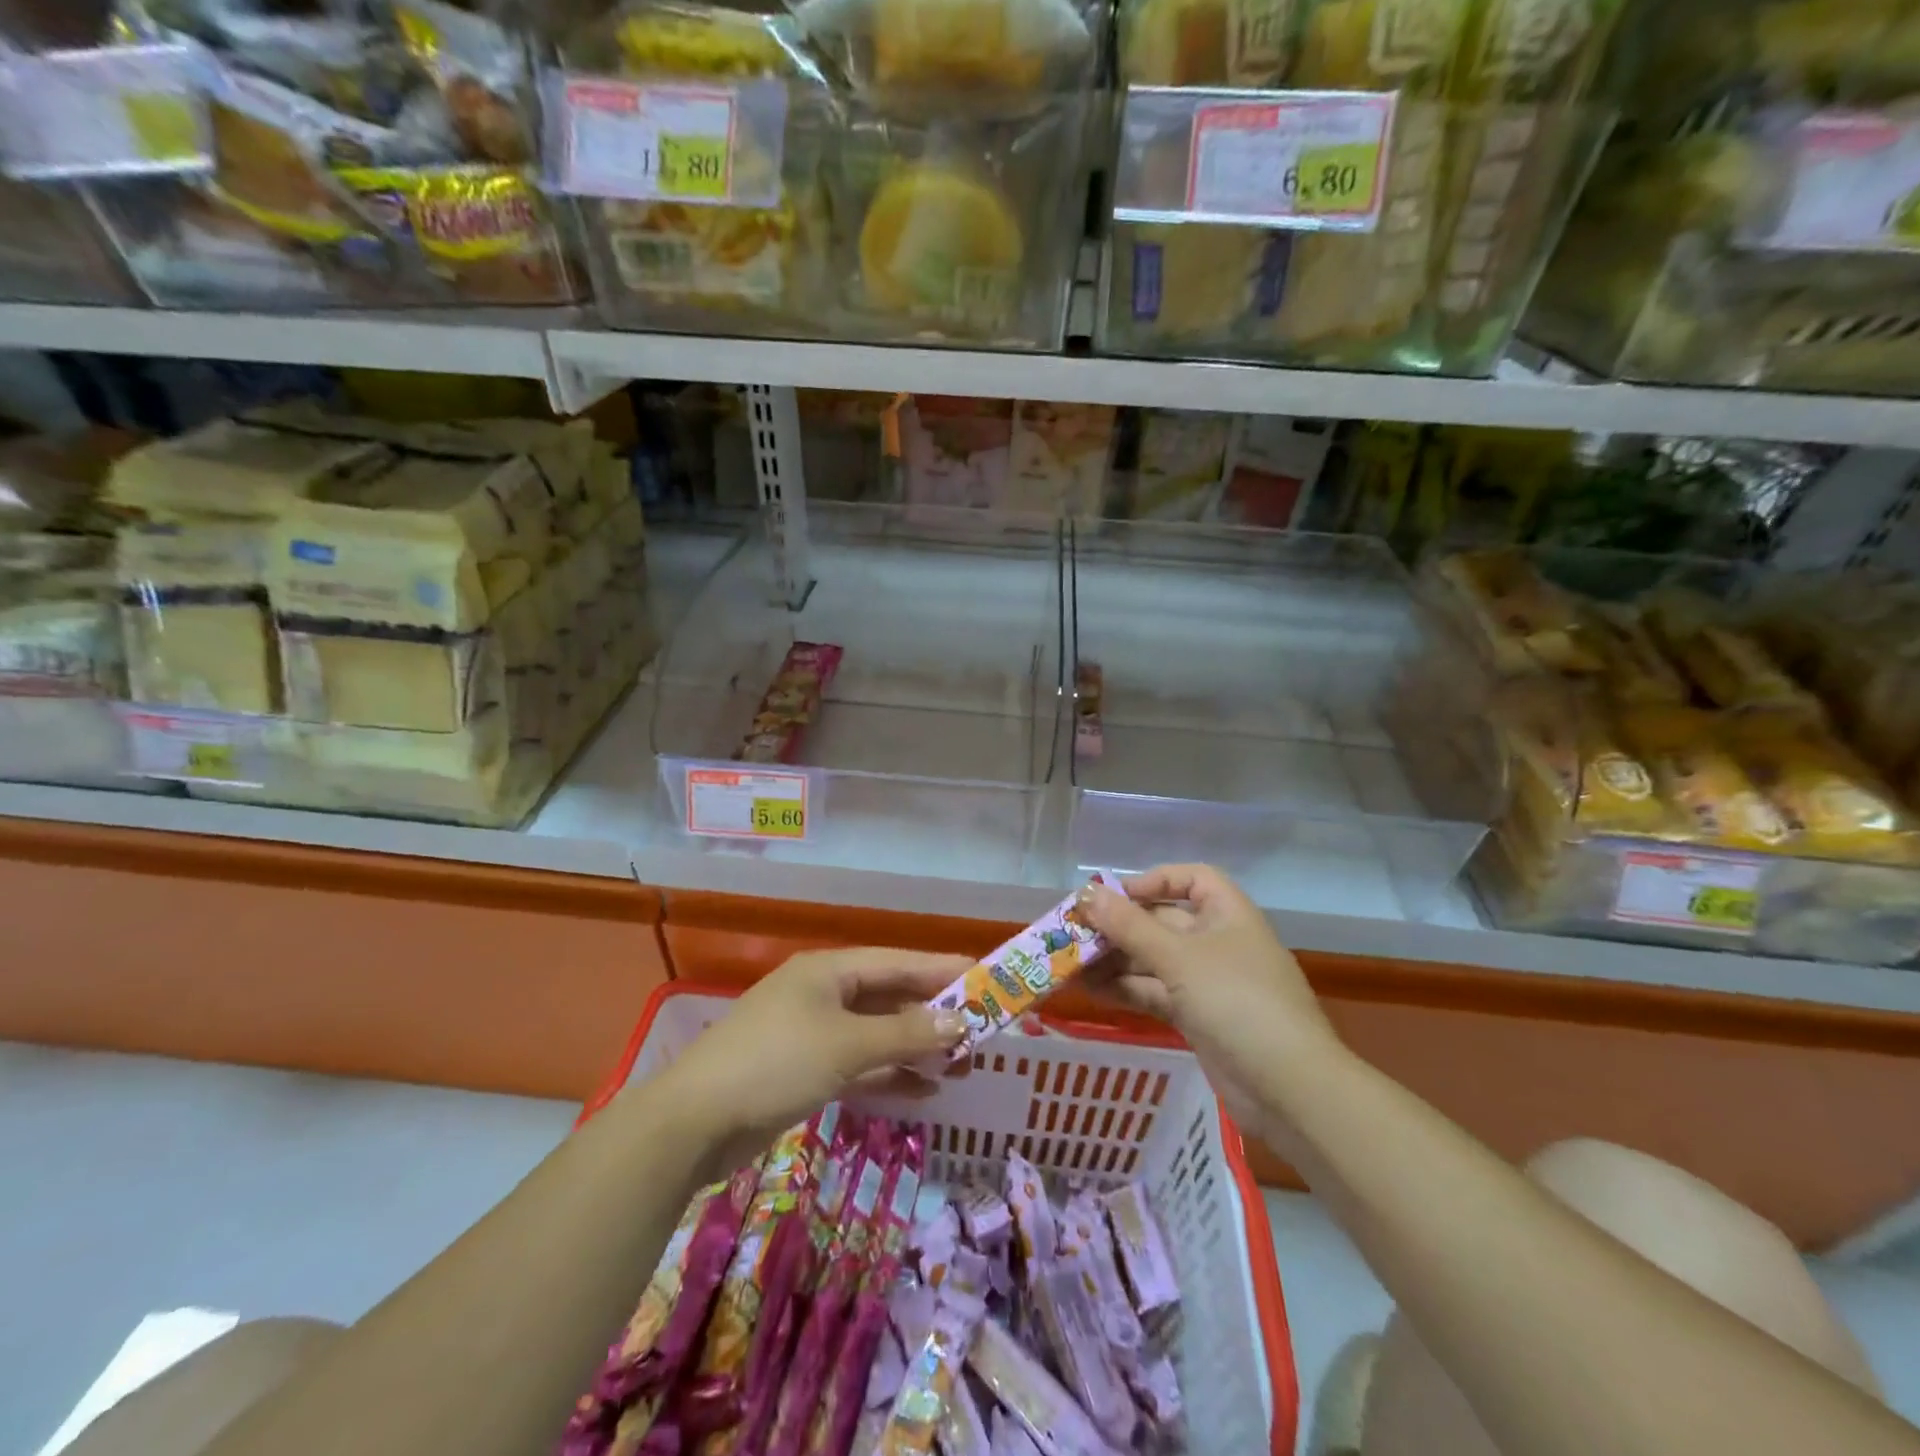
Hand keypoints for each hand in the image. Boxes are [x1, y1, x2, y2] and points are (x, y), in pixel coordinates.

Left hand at [656, 948, 970, 1171]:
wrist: (693, 1123)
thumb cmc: (775, 1064)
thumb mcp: (846, 1045)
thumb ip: (905, 1035)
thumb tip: (960, 1022)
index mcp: (829, 971)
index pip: (899, 962)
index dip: (942, 969)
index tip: (985, 976)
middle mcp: (823, 994)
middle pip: (889, 997)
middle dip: (933, 1015)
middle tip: (980, 1031)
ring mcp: (812, 1033)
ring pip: (876, 1034)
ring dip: (915, 1048)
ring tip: (961, 1065)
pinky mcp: (804, 1070)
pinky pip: (859, 1064)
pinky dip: (889, 1074)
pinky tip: (924, 1091)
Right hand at [1080, 865, 1338, 1109]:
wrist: (1289, 1089)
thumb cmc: (1237, 1002)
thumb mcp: (1178, 957)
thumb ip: (1129, 926)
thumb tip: (1085, 895)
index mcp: (1227, 914)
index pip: (1190, 879)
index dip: (1151, 881)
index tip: (1112, 897)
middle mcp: (1218, 942)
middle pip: (1163, 921)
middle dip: (1120, 927)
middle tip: (1073, 934)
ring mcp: (1209, 982)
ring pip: (1154, 960)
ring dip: (1116, 961)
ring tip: (1071, 966)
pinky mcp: (1199, 1018)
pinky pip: (1156, 993)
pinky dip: (1127, 990)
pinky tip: (1092, 991)